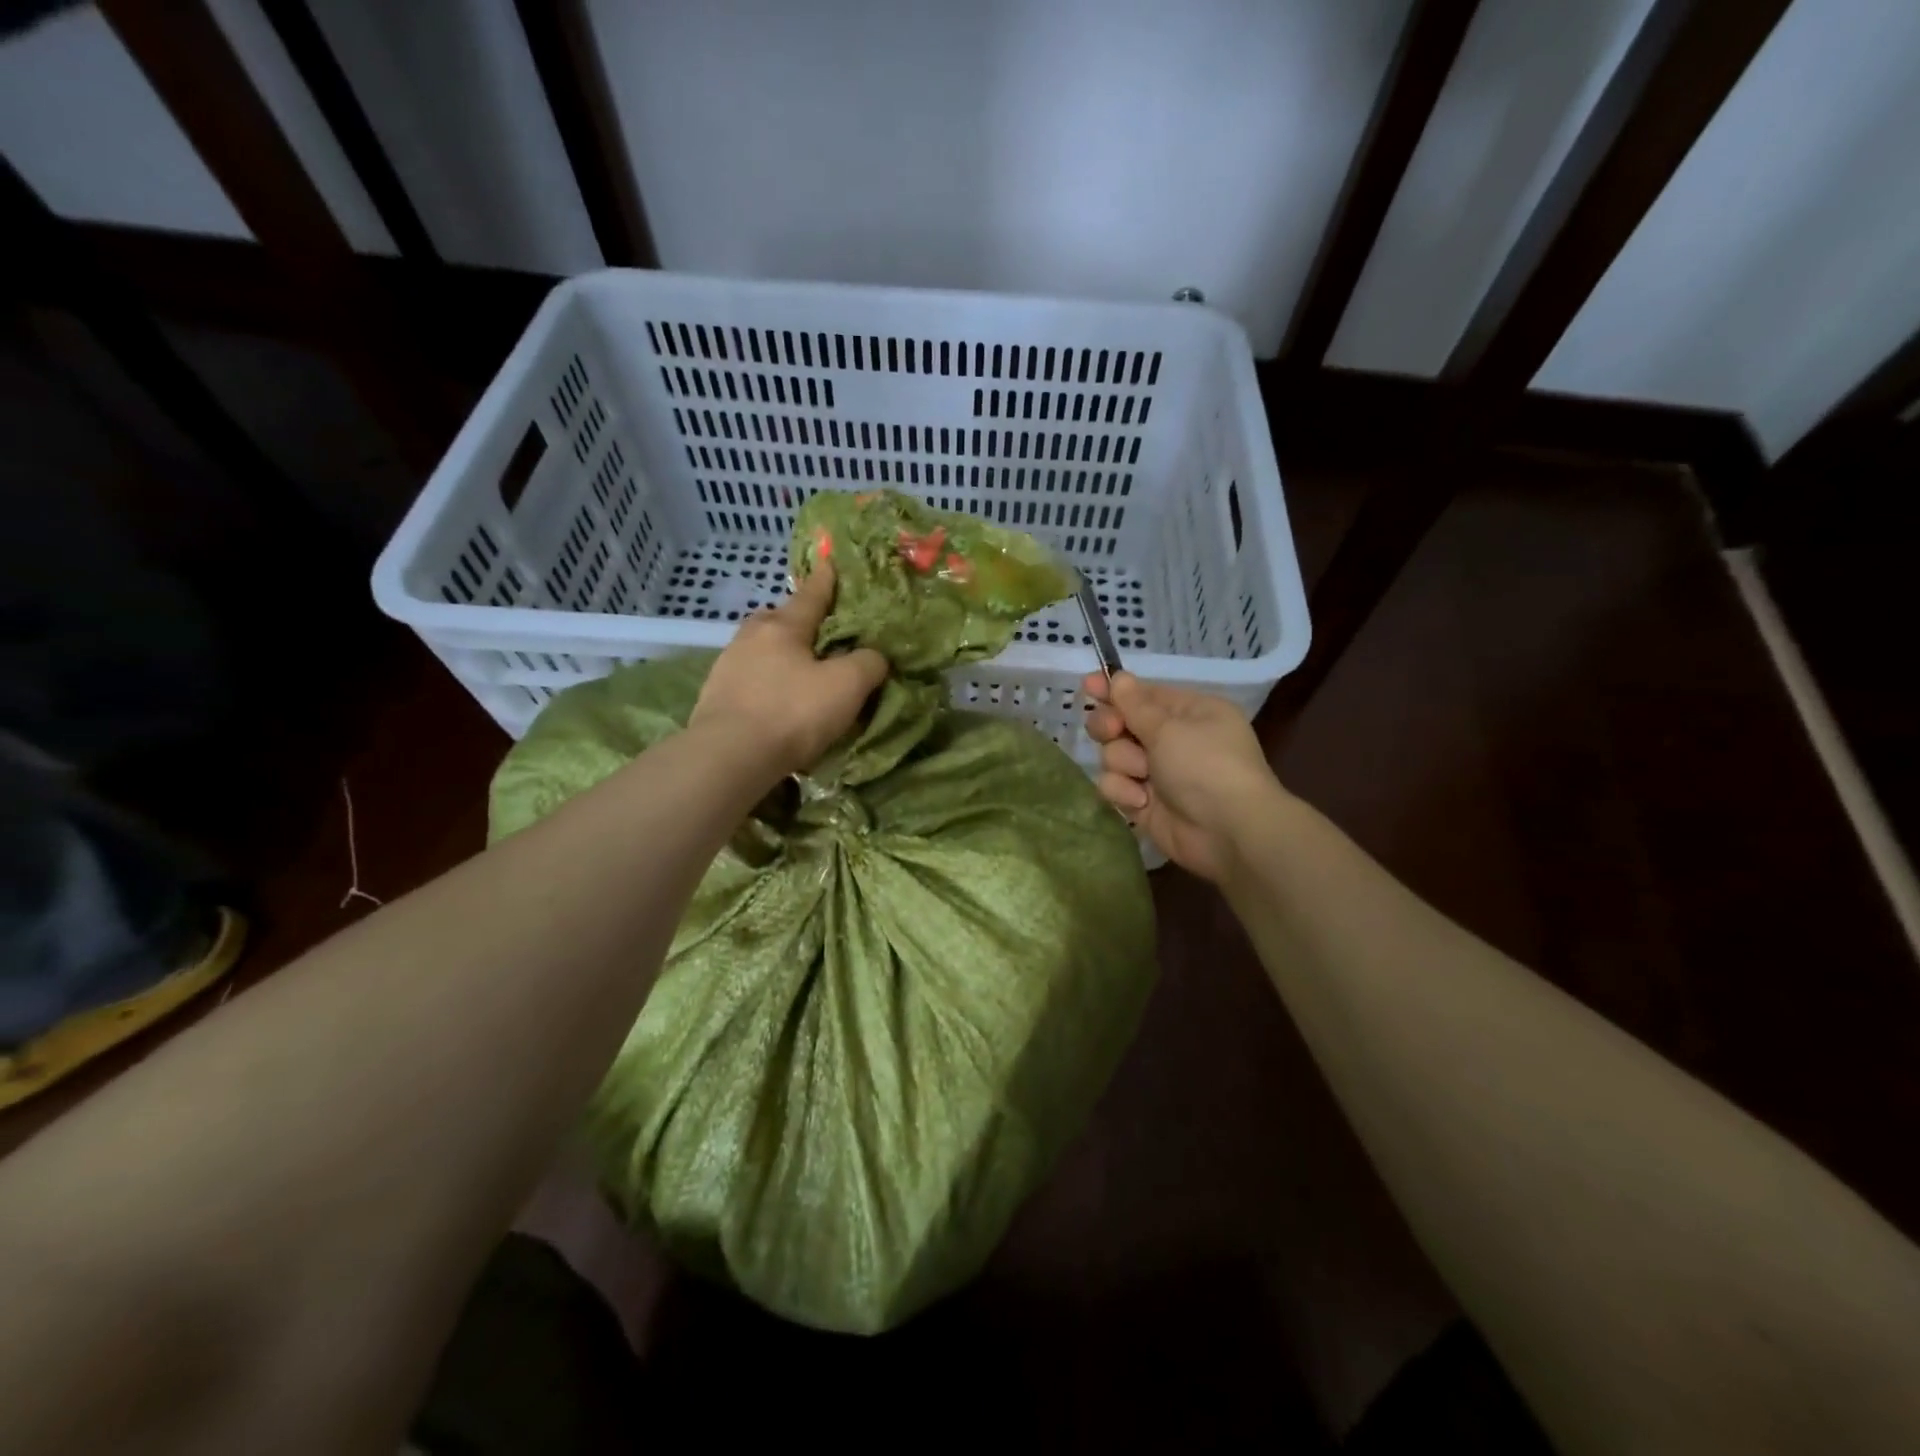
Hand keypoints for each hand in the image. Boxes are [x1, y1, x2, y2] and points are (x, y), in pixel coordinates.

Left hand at [690, 561, 887, 778]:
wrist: (730, 756)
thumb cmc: (793, 712)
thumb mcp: (847, 686)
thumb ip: (868, 663)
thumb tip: (874, 656)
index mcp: (783, 626)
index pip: (811, 595)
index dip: (826, 581)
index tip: (830, 562)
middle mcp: (750, 637)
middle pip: (779, 620)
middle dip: (798, 621)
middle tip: (818, 633)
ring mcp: (727, 666)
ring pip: (761, 650)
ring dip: (780, 656)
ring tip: (799, 672)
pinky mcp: (715, 696)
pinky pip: (750, 679)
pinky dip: (766, 683)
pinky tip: (776, 701)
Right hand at [1084, 672, 1285, 881]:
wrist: (1228, 832)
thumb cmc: (1205, 766)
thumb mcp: (1170, 727)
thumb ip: (1135, 704)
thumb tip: (1119, 676)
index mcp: (1189, 713)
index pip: (1143, 695)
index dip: (1114, 690)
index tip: (1088, 685)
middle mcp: (1172, 740)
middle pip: (1121, 723)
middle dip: (1111, 727)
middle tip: (1112, 732)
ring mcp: (1157, 773)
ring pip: (1113, 755)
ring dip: (1124, 763)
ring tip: (1143, 775)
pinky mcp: (1144, 803)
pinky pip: (1115, 786)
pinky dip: (1124, 792)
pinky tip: (1142, 802)